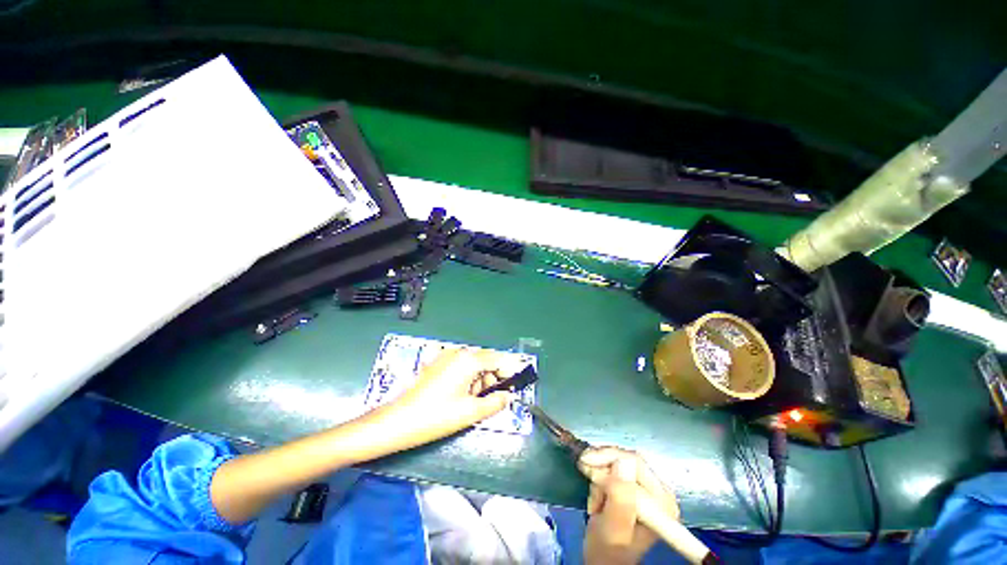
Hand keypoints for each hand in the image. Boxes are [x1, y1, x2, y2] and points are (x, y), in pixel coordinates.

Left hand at [376, 347, 518, 445]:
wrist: (398, 422)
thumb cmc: (436, 416)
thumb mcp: (471, 412)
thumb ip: (495, 402)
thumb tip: (507, 396)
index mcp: (468, 360)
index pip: (498, 359)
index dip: (508, 373)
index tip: (513, 389)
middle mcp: (458, 353)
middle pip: (486, 359)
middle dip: (493, 377)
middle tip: (492, 399)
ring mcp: (445, 356)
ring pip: (473, 363)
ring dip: (480, 379)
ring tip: (474, 401)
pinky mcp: (437, 364)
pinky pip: (460, 366)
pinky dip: (467, 378)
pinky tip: (460, 396)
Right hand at [579, 447, 679, 564]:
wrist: (604, 558)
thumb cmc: (608, 550)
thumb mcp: (612, 529)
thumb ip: (620, 499)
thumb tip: (622, 464)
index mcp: (662, 503)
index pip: (635, 462)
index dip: (608, 460)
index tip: (586, 465)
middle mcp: (660, 492)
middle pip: (627, 458)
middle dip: (603, 467)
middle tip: (586, 476)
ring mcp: (649, 487)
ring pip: (619, 459)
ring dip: (600, 472)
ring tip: (595, 497)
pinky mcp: (637, 485)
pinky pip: (615, 465)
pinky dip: (601, 474)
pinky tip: (598, 493)